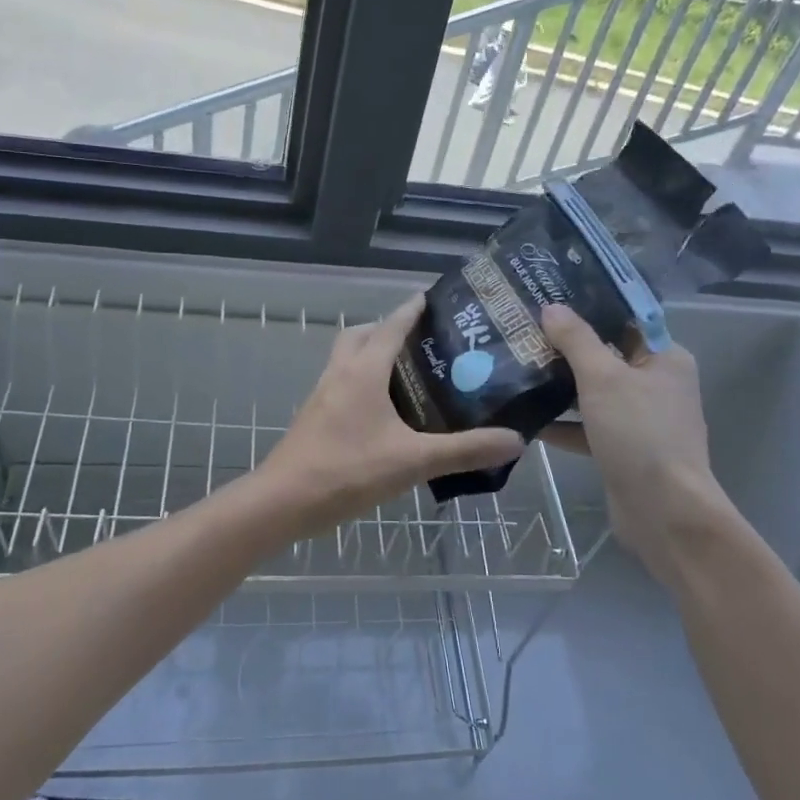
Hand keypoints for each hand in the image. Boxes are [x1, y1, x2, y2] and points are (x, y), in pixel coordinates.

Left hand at [260, 295, 525, 527]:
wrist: (283, 502)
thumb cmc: (347, 471)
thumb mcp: (413, 461)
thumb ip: (464, 450)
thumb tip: (515, 440)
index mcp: (363, 371)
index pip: (391, 326)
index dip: (412, 309)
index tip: (434, 298)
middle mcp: (340, 373)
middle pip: (362, 335)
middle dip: (388, 329)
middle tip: (422, 341)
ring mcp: (322, 395)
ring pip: (347, 358)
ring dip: (372, 354)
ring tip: (409, 374)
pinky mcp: (315, 417)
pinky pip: (342, 383)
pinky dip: (363, 381)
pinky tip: (384, 412)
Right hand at [538, 304, 745, 583]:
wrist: (663, 511)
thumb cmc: (639, 432)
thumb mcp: (603, 377)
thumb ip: (576, 340)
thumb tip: (552, 308)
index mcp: (664, 358)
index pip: (625, 320)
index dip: (589, 308)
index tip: (549, 298)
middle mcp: (656, 384)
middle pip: (606, 355)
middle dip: (566, 348)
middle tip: (523, 332)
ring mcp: (640, 420)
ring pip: (594, 393)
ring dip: (560, 386)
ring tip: (516, 369)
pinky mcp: (623, 450)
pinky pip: (588, 427)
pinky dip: (563, 423)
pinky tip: (526, 417)